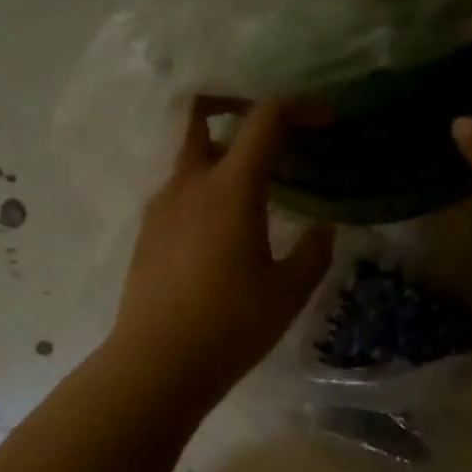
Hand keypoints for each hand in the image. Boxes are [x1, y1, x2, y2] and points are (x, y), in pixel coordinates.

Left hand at [106, 97, 334, 405]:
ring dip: (221, 156)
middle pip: (203, 117)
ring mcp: (161, 207)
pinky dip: (205, 189)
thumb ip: (314, 253)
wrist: (156, 364)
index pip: (264, 120)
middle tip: (272, 134)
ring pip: (190, 157)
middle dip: (237, 108)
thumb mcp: (288, 293)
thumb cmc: (230, 326)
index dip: (298, 107)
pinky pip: (179, 191)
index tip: (324, 117)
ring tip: (254, 190)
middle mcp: (190, 184)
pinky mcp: (147, 232)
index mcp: (230, 189)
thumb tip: (323, 230)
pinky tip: (223, 228)